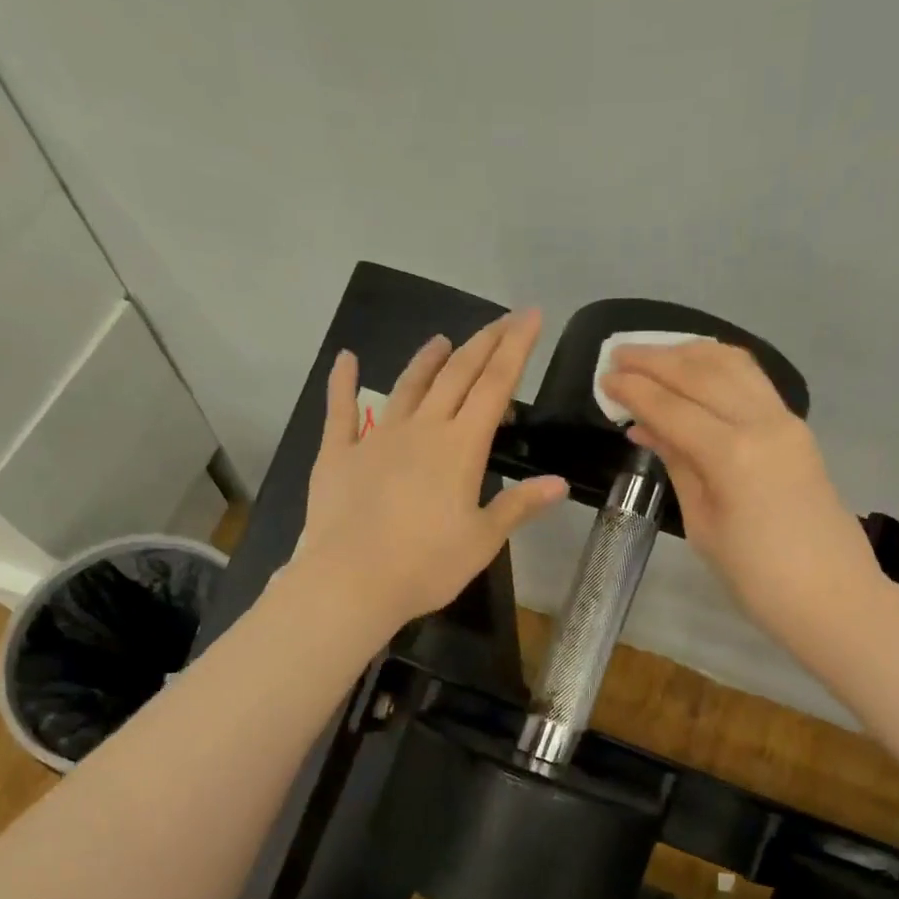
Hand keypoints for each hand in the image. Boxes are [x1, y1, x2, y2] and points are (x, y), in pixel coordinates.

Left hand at [293, 311, 567, 633]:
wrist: (352, 582)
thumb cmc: (427, 565)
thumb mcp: (483, 540)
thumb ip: (519, 506)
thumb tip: (559, 483)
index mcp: (461, 448)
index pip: (495, 386)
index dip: (516, 348)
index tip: (531, 316)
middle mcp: (422, 430)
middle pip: (456, 376)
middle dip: (483, 344)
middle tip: (502, 320)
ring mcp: (376, 437)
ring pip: (408, 386)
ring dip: (428, 360)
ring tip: (444, 340)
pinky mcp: (338, 454)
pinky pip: (341, 410)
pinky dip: (343, 382)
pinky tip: (346, 359)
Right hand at [600, 341, 888, 656]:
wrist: (832, 595)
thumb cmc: (756, 578)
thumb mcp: (703, 525)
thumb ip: (679, 465)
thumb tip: (648, 427)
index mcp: (732, 456)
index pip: (673, 407)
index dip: (634, 390)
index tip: (603, 376)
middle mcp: (762, 424)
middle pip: (702, 373)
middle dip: (655, 359)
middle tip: (618, 354)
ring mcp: (786, 421)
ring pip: (733, 365)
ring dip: (689, 354)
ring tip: (653, 355)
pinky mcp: (797, 428)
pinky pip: (753, 381)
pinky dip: (719, 367)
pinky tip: (696, 370)